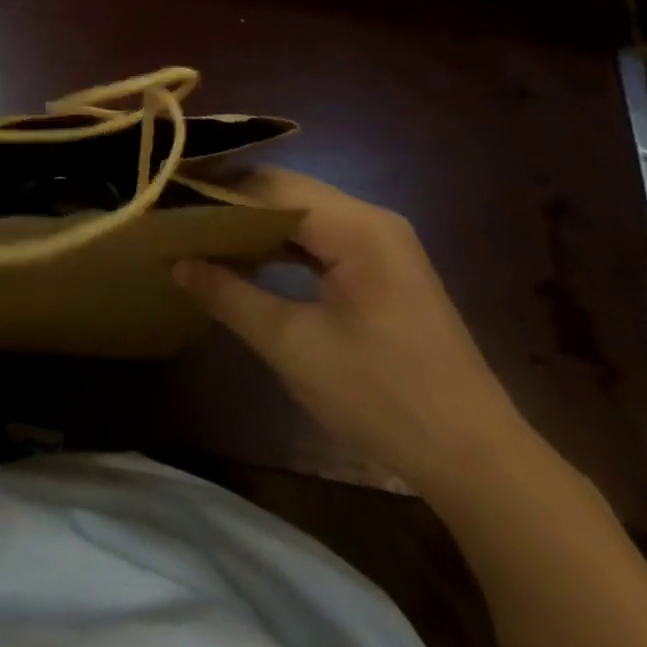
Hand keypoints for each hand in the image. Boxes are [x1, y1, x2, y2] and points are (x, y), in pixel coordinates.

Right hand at [176, 169, 530, 502]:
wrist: (477, 460)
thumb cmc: (383, 396)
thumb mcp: (293, 347)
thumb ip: (230, 296)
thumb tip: (176, 264)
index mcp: (355, 227)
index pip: (269, 186)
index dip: (216, 191)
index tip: (169, 198)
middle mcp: (372, 220)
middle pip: (287, 191)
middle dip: (232, 202)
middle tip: (178, 213)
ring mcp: (383, 243)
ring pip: (304, 212)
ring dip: (256, 222)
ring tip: (201, 231)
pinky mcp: (384, 268)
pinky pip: (322, 237)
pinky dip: (283, 243)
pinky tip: (249, 257)